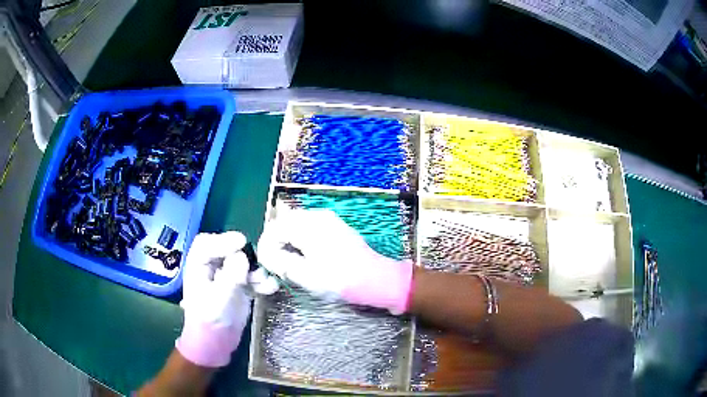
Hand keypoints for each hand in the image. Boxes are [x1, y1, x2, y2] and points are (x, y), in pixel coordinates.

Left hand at [176, 231, 254, 366]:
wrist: (216, 342)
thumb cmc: (210, 319)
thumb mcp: (219, 297)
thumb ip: (231, 276)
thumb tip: (243, 256)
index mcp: (198, 266)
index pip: (206, 243)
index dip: (222, 239)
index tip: (241, 242)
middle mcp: (212, 268)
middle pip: (228, 250)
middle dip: (243, 255)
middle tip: (257, 261)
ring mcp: (227, 277)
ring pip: (243, 263)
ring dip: (256, 270)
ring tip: (263, 281)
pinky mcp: (240, 287)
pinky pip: (252, 278)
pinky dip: (262, 281)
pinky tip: (270, 288)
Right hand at [257, 209, 413, 313]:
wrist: (375, 279)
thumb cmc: (340, 280)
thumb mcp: (305, 275)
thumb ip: (281, 262)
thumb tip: (268, 255)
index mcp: (308, 225)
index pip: (275, 228)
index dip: (265, 246)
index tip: (265, 263)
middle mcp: (317, 216)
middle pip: (284, 222)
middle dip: (275, 242)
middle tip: (274, 263)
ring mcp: (328, 219)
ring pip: (296, 224)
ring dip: (287, 240)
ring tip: (287, 261)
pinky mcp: (336, 226)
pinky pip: (309, 227)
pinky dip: (300, 238)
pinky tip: (303, 255)